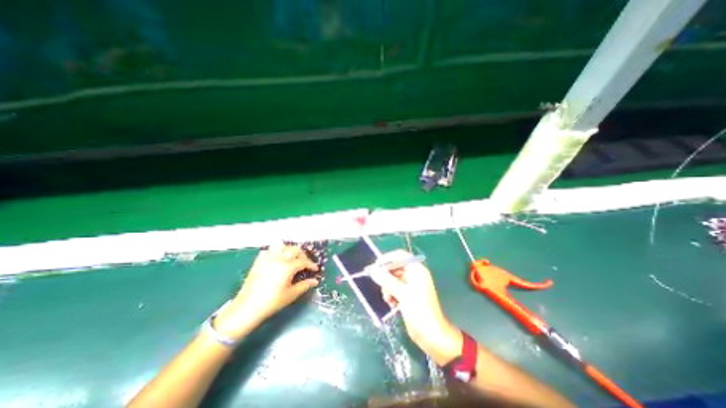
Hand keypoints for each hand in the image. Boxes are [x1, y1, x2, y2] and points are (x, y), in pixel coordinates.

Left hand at [213, 244, 319, 338]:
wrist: (247, 307)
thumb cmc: (271, 302)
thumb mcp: (291, 294)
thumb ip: (304, 285)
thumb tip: (315, 281)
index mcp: (287, 267)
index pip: (303, 261)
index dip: (311, 264)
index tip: (315, 269)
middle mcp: (279, 259)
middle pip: (294, 249)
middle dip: (302, 255)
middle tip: (305, 263)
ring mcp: (267, 258)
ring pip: (282, 247)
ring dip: (290, 250)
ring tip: (293, 258)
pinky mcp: (259, 261)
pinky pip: (270, 250)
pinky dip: (277, 251)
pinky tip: (278, 258)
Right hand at [370, 250, 461, 364]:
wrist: (431, 335)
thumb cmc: (419, 311)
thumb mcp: (402, 293)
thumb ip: (386, 280)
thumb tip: (373, 271)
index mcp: (416, 270)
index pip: (400, 256)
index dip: (387, 259)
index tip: (376, 266)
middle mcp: (414, 275)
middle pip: (395, 268)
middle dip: (386, 277)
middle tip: (381, 287)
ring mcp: (410, 285)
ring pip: (393, 279)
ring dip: (388, 288)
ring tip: (388, 299)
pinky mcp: (407, 295)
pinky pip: (395, 289)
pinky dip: (391, 295)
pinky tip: (392, 304)